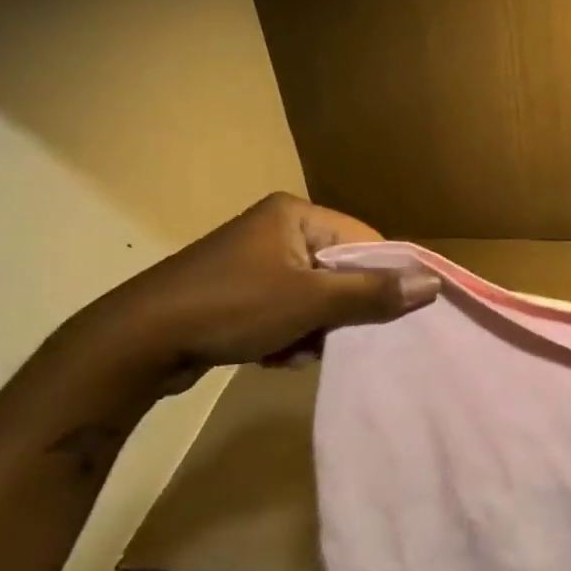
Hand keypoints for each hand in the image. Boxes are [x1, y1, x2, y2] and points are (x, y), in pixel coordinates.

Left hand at [84, 192, 441, 384]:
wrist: (138, 343)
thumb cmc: (232, 307)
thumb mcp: (311, 301)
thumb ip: (373, 292)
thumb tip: (432, 283)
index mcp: (295, 215)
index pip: (364, 240)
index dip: (380, 279)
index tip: (385, 315)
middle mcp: (276, 229)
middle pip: (340, 272)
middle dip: (337, 313)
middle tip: (329, 337)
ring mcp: (254, 262)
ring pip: (315, 298)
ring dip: (312, 331)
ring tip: (293, 350)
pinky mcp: (237, 292)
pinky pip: (286, 311)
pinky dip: (287, 336)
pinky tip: (272, 355)